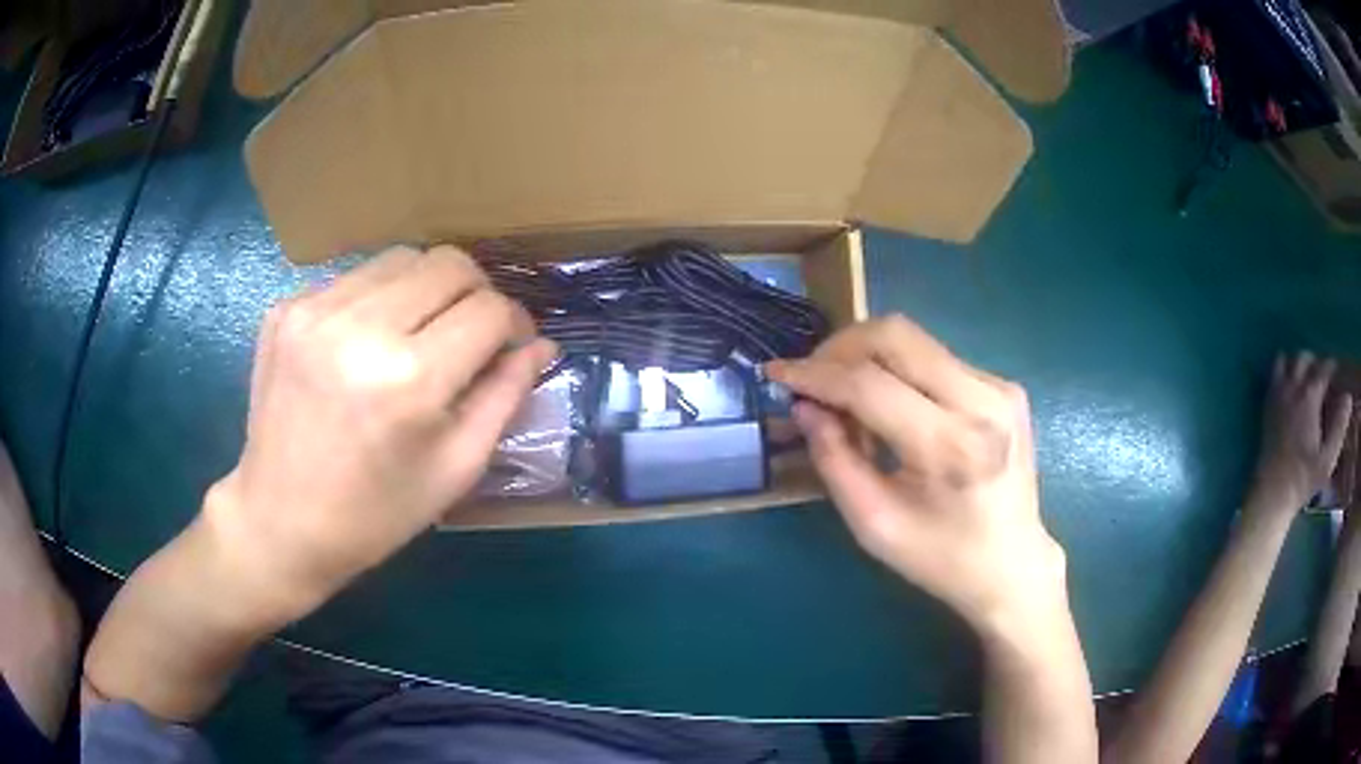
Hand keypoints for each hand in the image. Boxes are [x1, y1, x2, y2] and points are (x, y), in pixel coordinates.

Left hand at [205, 246, 555, 619]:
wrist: (279, 523)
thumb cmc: (375, 514)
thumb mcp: (455, 470)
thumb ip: (504, 397)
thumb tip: (540, 345)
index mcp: (409, 379)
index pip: (488, 309)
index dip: (514, 323)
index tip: (511, 345)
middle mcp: (360, 328)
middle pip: (447, 263)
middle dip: (475, 292)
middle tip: (470, 333)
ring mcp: (314, 310)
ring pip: (400, 259)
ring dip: (425, 289)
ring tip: (417, 334)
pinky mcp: (285, 308)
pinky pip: (353, 278)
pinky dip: (376, 300)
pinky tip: (365, 344)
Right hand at [766, 316, 1065, 633]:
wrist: (1013, 565)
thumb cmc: (941, 558)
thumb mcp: (873, 524)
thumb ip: (834, 460)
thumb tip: (805, 405)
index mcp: (951, 447)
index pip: (870, 384)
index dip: (815, 374)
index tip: (777, 373)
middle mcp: (982, 401)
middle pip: (896, 336)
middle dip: (840, 348)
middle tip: (812, 378)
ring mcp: (999, 387)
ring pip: (914, 339)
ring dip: (868, 358)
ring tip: (847, 399)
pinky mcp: (1003, 385)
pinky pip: (935, 358)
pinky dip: (899, 371)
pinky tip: (890, 407)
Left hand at [1250, 352, 1352, 513]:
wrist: (1272, 493)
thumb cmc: (1303, 479)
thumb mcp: (1328, 459)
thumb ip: (1339, 426)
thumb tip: (1348, 397)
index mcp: (1310, 397)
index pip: (1323, 369)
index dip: (1331, 366)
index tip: (1337, 372)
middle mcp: (1293, 388)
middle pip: (1304, 358)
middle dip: (1315, 361)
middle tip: (1322, 375)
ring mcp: (1277, 394)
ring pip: (1286, 359)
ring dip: (1297, 362)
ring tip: (1306, 377)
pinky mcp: (1266, 405)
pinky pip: (1273, 374)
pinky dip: (1283, 370)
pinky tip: (1290, 386)